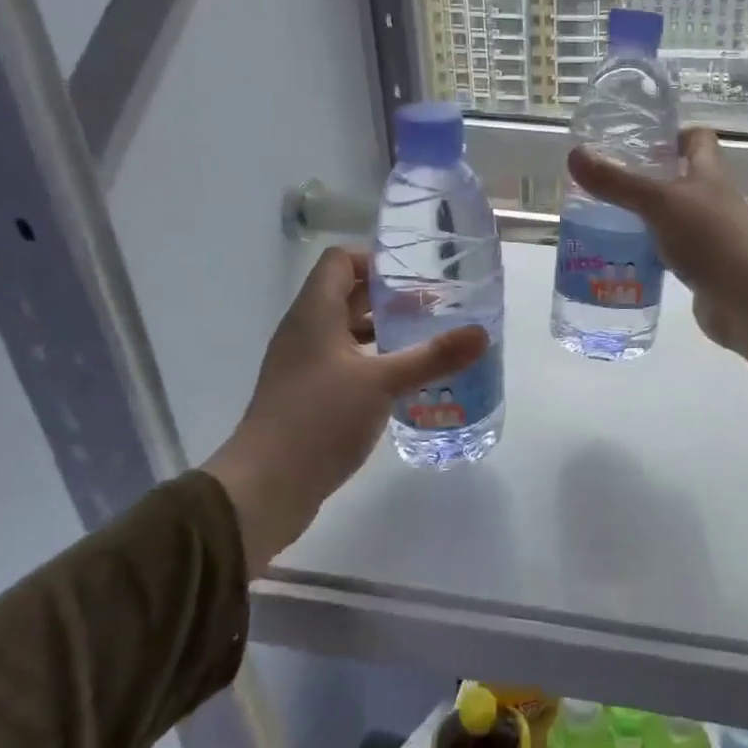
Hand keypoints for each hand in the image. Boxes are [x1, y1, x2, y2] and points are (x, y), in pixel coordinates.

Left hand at [202, 247, 486, 574]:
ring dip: (384, 332)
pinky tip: (404, 381)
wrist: (266, 487)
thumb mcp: (383, 383)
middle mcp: (305, 332)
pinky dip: (374, 362)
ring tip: (427, 342)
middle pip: (347, 296)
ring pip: (348, 332)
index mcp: (314, 314)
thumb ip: (433, 356)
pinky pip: (345, 363)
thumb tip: (482, 333)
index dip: (376, 261)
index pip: (340, 262)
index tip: (416, 276)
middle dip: (390, 299)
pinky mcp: (308, 396)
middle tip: (435, 309)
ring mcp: (304, 366)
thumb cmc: (320, 420)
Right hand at [567, 126, 747, 374]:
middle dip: (648, 179)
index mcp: (709, 174)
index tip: (638, 142)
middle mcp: (713, 199)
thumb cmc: (708, 238)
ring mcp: (710, 234)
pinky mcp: (703, 265)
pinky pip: (673, 250)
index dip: (671, 135)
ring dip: (647, 217)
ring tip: (606, 219)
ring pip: (674, 216)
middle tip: (609, 184)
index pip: (697, 140)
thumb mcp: (657, 203)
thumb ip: (617, 182)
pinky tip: (625, 255)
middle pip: (682, 178)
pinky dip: (652, 250)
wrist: (744, 298)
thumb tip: (575, 155)